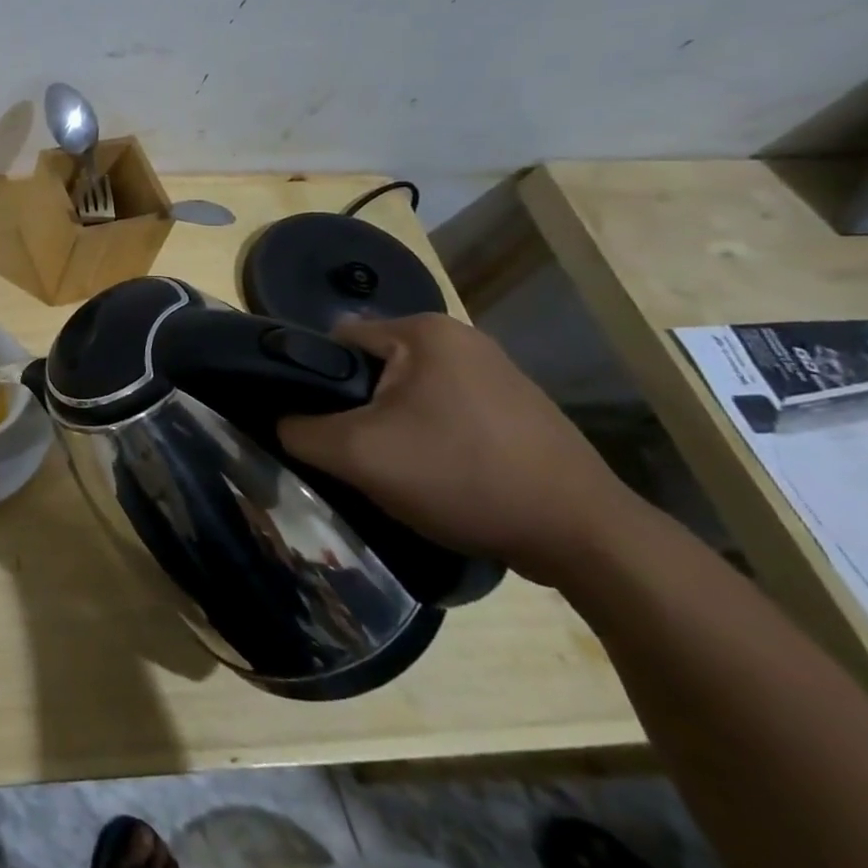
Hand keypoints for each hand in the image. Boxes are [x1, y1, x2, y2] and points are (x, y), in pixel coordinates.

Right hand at [275, 314, 634, 583]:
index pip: (336, 342)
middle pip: (373, 368)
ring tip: (395, 470)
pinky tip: (438, 474)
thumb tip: (280, 422)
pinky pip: (445, 411)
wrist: (586, 537)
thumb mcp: (358, 455)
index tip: (315, 426)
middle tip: (355, 454)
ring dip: (392, 426)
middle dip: (356, 409)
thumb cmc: (463, 477)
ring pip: (408, 393)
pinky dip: (430, 437)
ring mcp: (496, 372)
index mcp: (424, 331)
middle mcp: (461, 338)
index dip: (314, 382)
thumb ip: (300, 431)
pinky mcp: (517, 408)